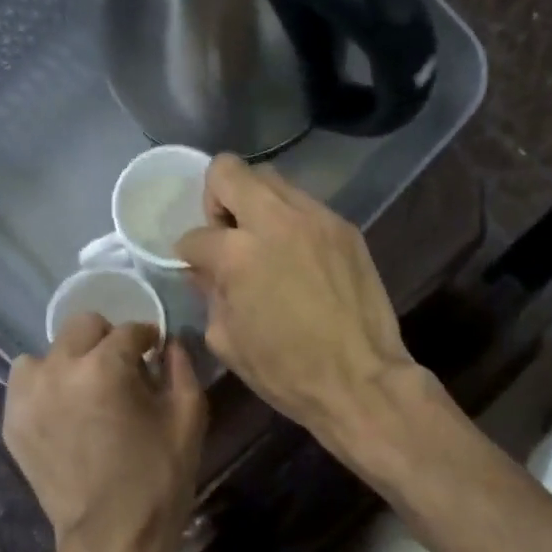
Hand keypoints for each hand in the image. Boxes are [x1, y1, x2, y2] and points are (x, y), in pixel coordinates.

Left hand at [4, 317, 205, 551]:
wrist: (112, 535)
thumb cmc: (159, 476)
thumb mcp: (188, 418)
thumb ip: (181, 367)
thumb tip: (170, 343)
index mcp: (105, 366)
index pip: (129, 330)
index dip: (148, 338)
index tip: (154, 351)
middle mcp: (58, 370)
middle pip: (82, 326)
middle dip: (107, 340)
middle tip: (123, 370)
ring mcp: (28, 396)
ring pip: (47, 352)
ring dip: (70, 361)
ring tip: (87, 390)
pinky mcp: (12, 421)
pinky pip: (25, 383)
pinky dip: (46, 386)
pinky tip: (66, 411)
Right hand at [175, 155, 413, 442]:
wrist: (361, 380)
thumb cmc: (286, 372)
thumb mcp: (227, 341)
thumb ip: (210, 294)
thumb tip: (206, 270)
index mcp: (238, 253)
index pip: (196, 235)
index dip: (190, 254)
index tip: (199, 268)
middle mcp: (276, 220)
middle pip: (229, 171)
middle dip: (217, 199)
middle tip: (228, 237)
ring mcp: (317, 219)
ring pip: (272, 181)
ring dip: (257, 206)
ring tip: (265, 246)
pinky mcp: (346, 229)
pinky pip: (306, 207)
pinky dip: (292, 223)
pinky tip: (299, 260)